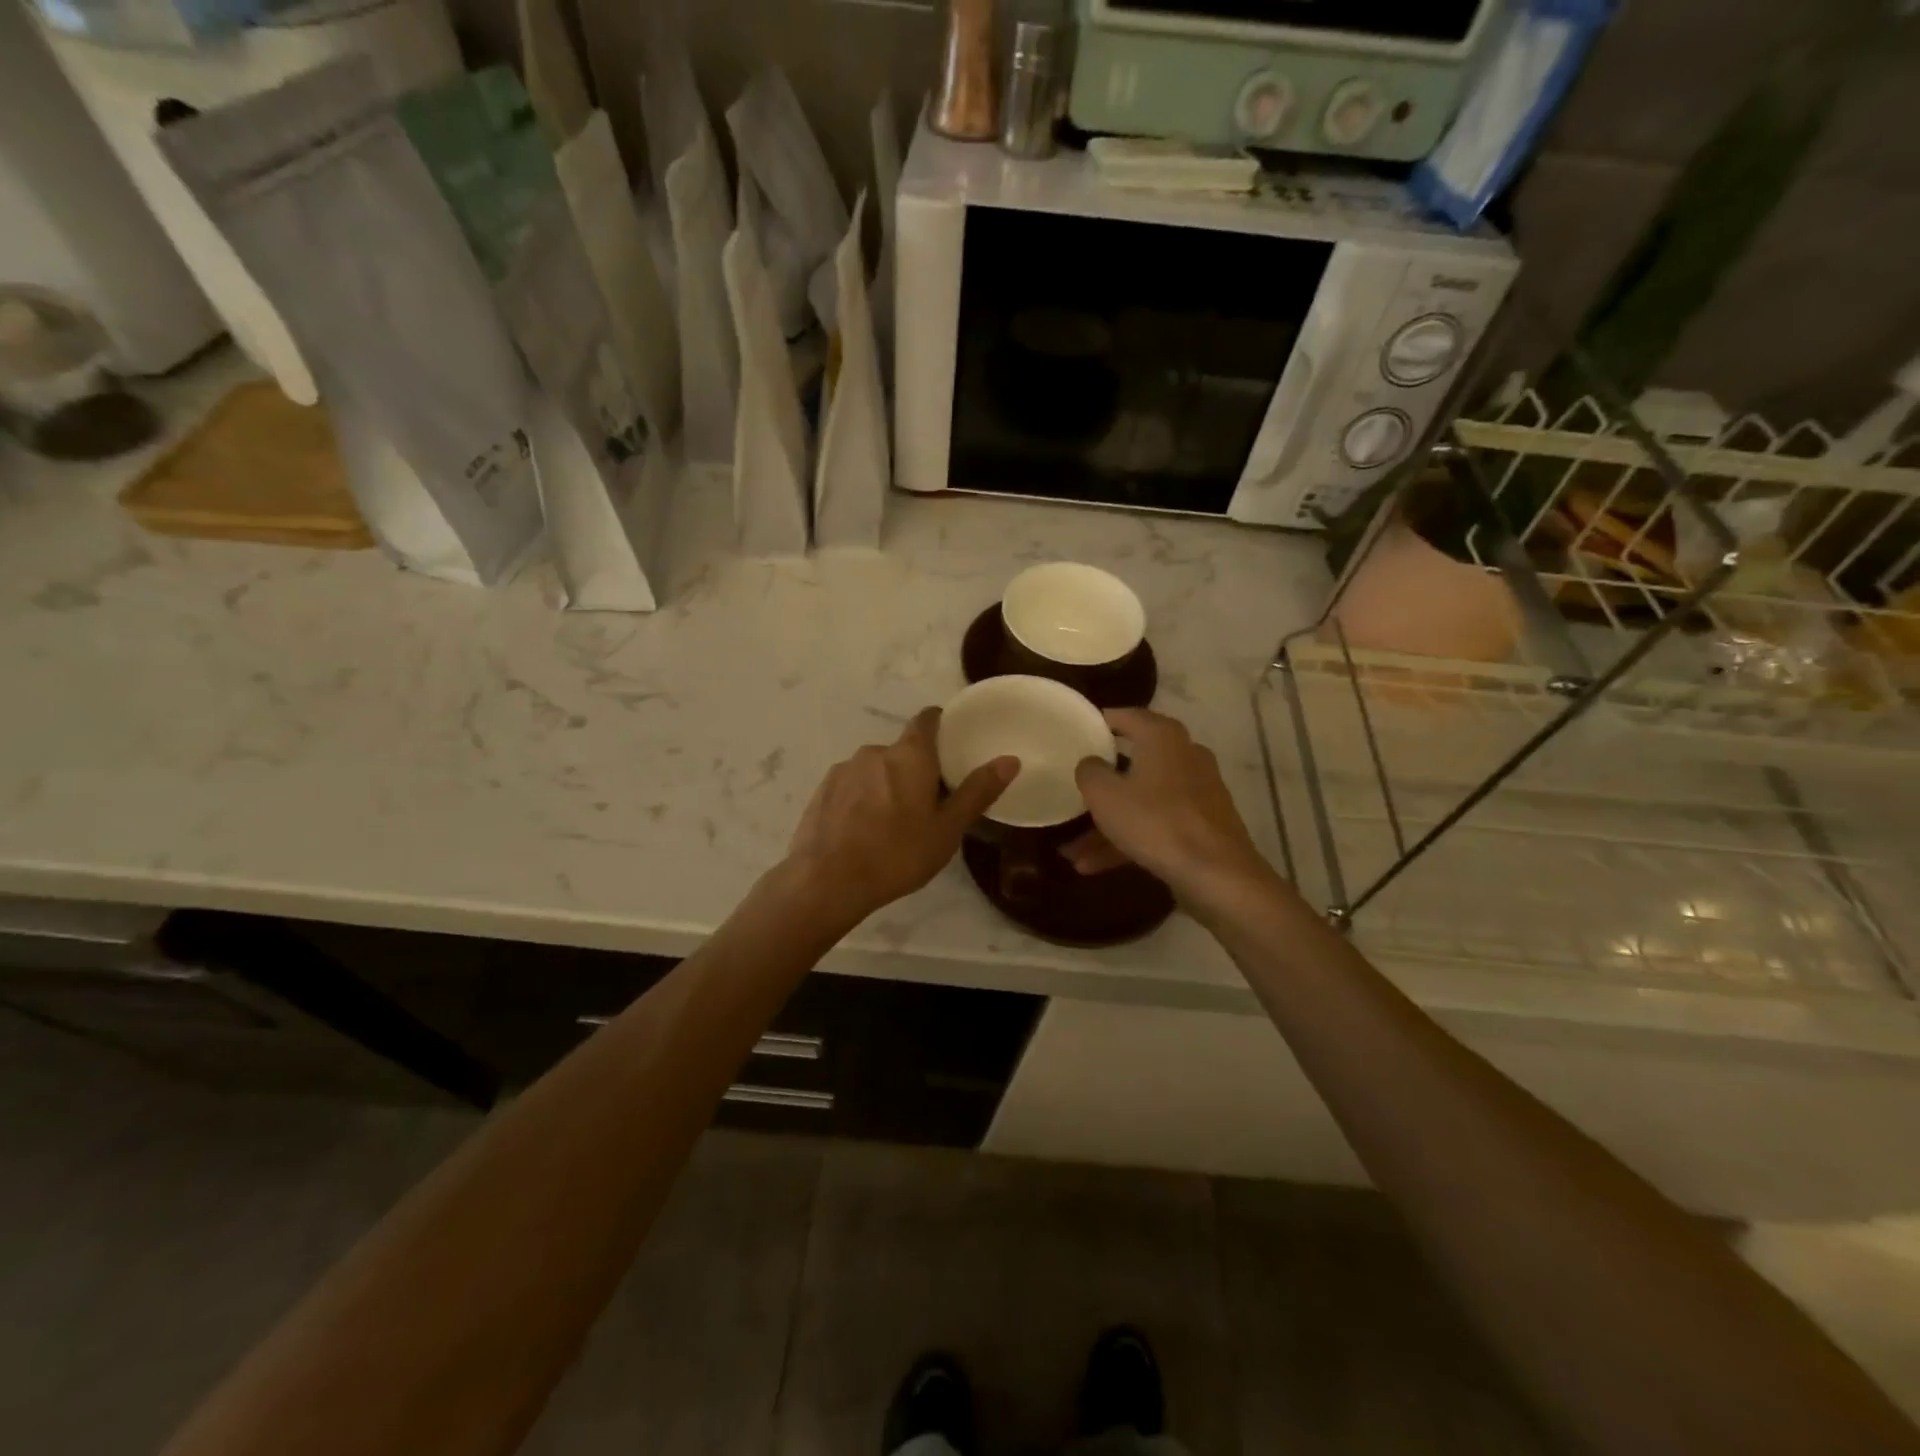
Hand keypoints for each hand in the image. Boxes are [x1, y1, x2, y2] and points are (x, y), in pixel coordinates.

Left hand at [784, 708, 1016, 928]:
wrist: (826, 881)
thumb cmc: (897, 854)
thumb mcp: (947, 829)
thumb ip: (977, 791)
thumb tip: (1010, 759)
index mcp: (909, 755)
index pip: (927, 720)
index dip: (940, 725)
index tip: (950, 745)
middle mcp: (875, 751)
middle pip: (902, 751)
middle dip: (915, 770)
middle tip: (927, 806)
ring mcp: (844, 769)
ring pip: (875, 769)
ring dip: (885, 786)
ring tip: (891, 824)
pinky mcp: (822, 790)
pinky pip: (851, 786)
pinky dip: (861, 800)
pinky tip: (862, 832)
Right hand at [1070, 708, 1275, 908]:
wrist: (1216, 873)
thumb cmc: (1155, 821)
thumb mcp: (1105, 795)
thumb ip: (1089, 771)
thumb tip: (1090, 762)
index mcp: (1162, 737)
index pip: (1127, 716)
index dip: (1100, 722)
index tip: (1077, 731)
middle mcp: (1184, 756)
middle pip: (1133, 762)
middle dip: (1101, 785)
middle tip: (1073, 789)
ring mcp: (1196, 792)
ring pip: (1142, 801)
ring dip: (1108, 824)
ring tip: (1072, 851)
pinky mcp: (1202, 824)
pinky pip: (1156, 824)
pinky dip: (1128, 839)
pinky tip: (1094, 866)